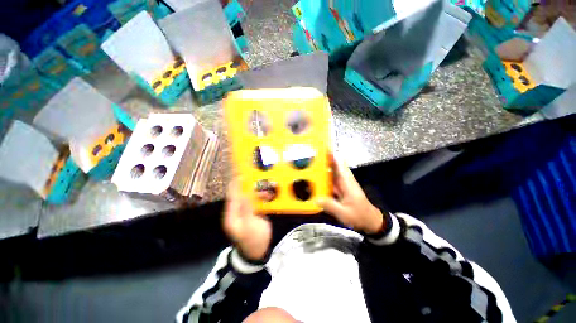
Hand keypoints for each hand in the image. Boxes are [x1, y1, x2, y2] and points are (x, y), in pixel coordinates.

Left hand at [223, 179, 271, 261]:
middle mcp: (236, 212)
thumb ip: (247, 209)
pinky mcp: (251, 214)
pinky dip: (261, 199)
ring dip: (257, 194)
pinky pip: (255, 202)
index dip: (236, 184)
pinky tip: (268, 198)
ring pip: (249, 198)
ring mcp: (244, 213)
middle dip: (249, 187)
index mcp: (232, 215)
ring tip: (267, 193)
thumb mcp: (250, 225)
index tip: (242, 174)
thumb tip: (244, 193)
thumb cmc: (254, 240)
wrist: (258, 253)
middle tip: (258, 179)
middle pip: (240, 195)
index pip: (232, 196)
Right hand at [318, 155, 383, 234]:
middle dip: (324, 159)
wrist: (370, 221)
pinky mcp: (341, 189)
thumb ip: (330, 206)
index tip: (320, 148)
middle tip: (310, 156)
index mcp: (347, 182)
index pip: (339, 164)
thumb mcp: (344, 213)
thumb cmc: (360, 216)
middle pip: (334, 165)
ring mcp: (343, 184)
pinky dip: (323, 177)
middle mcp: (345, 180)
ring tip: (309, 165)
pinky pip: (330, 180)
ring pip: (332, 172)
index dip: (331, 155)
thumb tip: (315, 199)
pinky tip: (314, 179)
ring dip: (323, 168)